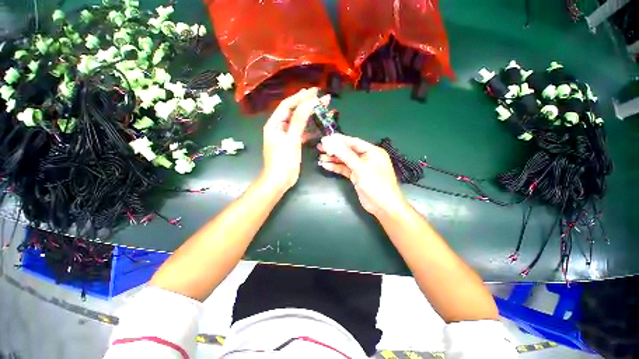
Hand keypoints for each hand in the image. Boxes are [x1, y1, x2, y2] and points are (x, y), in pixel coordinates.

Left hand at [262, 88, 329, 191]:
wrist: (279, 181)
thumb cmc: (283, 161)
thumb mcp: (291, 140)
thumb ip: (299, 121)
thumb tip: (308, 102)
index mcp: (274, 124)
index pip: (288, 105)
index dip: (300, 97)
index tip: (314, 91)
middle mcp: (279, 127)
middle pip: (294, 112)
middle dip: (308, 104)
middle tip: (323, 97)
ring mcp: (287, 136)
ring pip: (300, 122)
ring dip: (311, 115)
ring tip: (324, 107)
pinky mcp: (293, 143)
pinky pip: (302, 132)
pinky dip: (310, 129)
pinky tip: (319, 126)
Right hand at [318, 134, 406, 216]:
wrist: (383, 207)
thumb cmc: (376, 184)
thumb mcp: (361, 168)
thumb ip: (346, 155)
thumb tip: (331, 142)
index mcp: (372, 151)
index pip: (353, 142)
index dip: (339, 140)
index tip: (325, 138)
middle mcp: (366, 157)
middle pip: (348, 151)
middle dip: (334, 150)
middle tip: (320, 147)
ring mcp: (361, 167)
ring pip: (345, 160)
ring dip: (333, 159)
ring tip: (320, 158)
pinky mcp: (356, 176)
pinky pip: (345, 169)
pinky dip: (336, 167)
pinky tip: (326, 165)